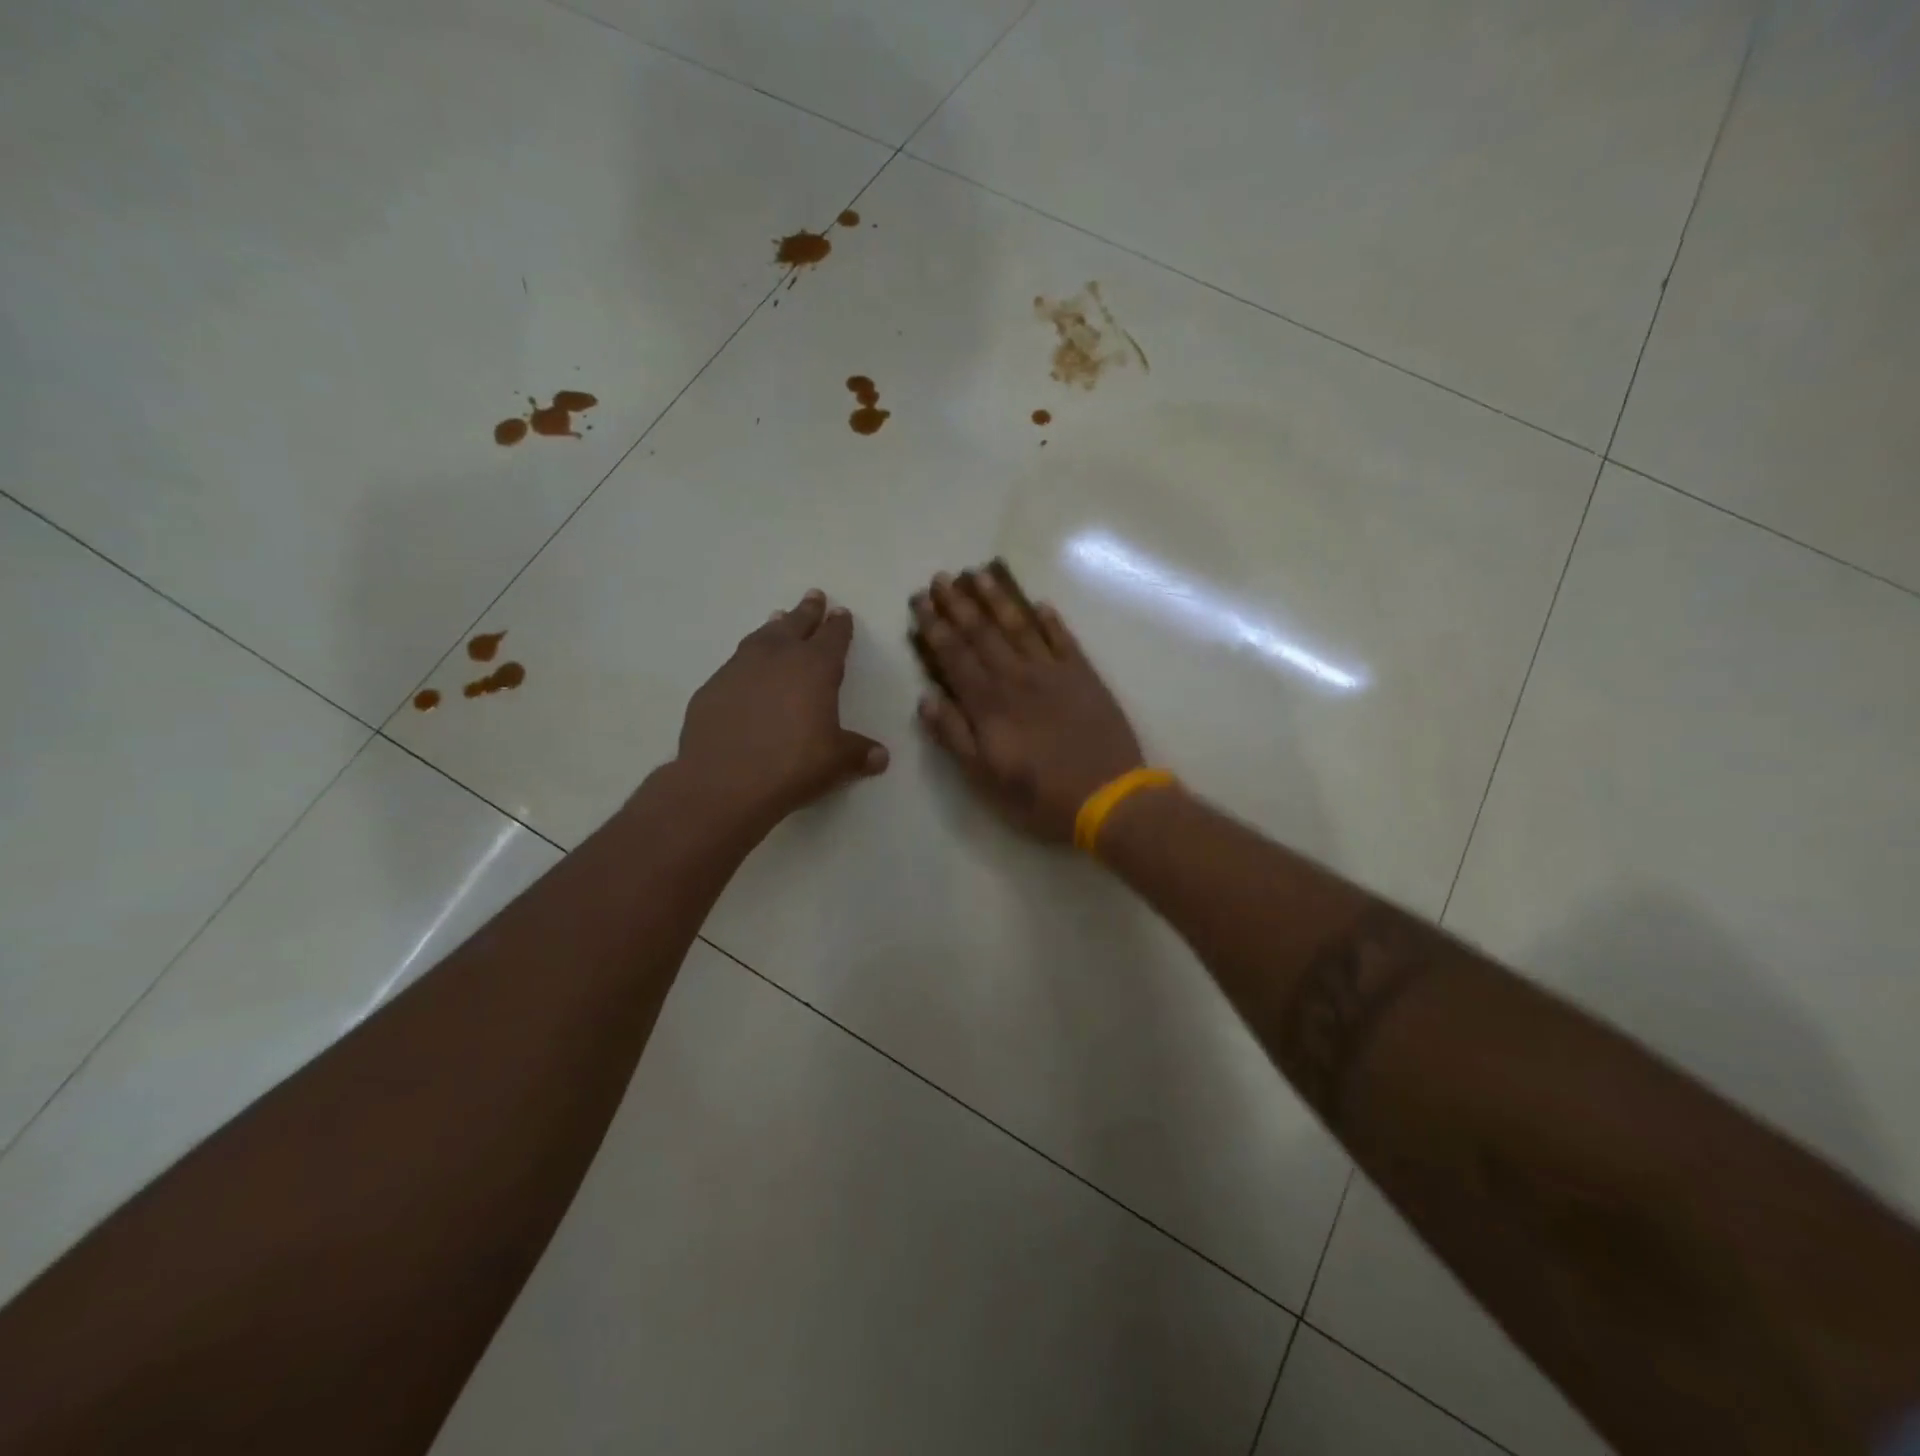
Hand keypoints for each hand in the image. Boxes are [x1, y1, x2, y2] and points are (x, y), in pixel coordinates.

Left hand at [676, 590, 888, 827]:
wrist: (724, 781)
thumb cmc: (792, 765)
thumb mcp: (836, 762)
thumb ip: (859, 753)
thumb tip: (881, 757)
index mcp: (815, 668)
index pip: (833, 638)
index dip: (839, 625)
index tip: (842, 613)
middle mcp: (778, 657)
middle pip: (796, 625)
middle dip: (808, 611)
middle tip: (814, 596)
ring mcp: (740, 669)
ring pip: (762, 637)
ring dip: (774, 627)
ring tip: (779, 619)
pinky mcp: (712, 687)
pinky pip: (735, 663)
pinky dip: (747, 659)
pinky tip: (747, 669)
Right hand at [910, 563, 1144, 842]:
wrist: (1107, 796)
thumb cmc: (1039, 795)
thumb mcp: (984, 777)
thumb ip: (954, 735)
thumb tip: (927, 698)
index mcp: (989, 703)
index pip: (955, 655)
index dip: (935, 627)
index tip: (921, 601)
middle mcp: (1017, 677)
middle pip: (982, 632)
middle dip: (958, 604)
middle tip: (942, 578)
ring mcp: (1053, 672)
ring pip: (1020, 626)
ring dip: (998, 599)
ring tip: (981, 574)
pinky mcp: (1084, 676)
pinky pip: (1064, 639)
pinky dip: (1051, 620)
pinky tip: (1040, 604)